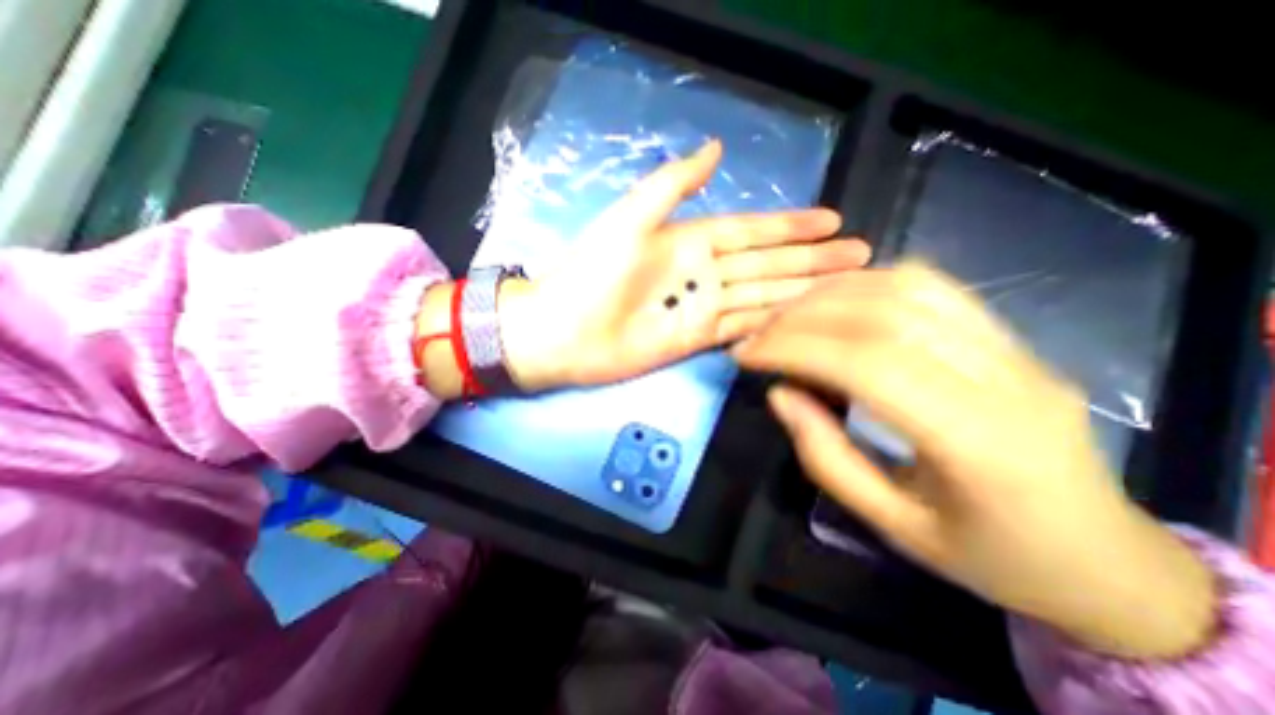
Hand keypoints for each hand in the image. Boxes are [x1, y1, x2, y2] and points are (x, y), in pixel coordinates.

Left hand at [505, 139, 871, 389]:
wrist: (565, 331)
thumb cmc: (591, 274)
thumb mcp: (630, 218)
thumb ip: (673, 185)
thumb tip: (717, 148)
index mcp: (690, 240)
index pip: (752, 230)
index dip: (791, 226)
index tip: (833, 220)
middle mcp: (703, 272)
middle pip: (767, 263)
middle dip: (812, 259)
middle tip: (859, 254)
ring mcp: (701, 307)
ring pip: (761, 295)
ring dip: (800, 291)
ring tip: (844, 287)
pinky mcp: (696, 339)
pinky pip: (741, 328)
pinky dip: (770, 324)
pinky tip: (801, 321)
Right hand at [731, 264, 1208, 658]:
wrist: (1104, 559)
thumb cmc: (989, 555)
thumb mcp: (892, 524)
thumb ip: (825, 456)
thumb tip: (779, 394)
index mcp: (980, 444)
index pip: (868, 364)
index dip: (795, 349)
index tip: (747, 354)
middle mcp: (1006, 380)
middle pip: (885, 315)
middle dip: (803, 317)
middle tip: (758, 334)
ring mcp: (1016, 349)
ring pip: (909, 287)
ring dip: (832, 293)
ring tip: (787, 315)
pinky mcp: (1010, 337)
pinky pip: (932, 287)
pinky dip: (868, 284)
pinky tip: (834, 302)